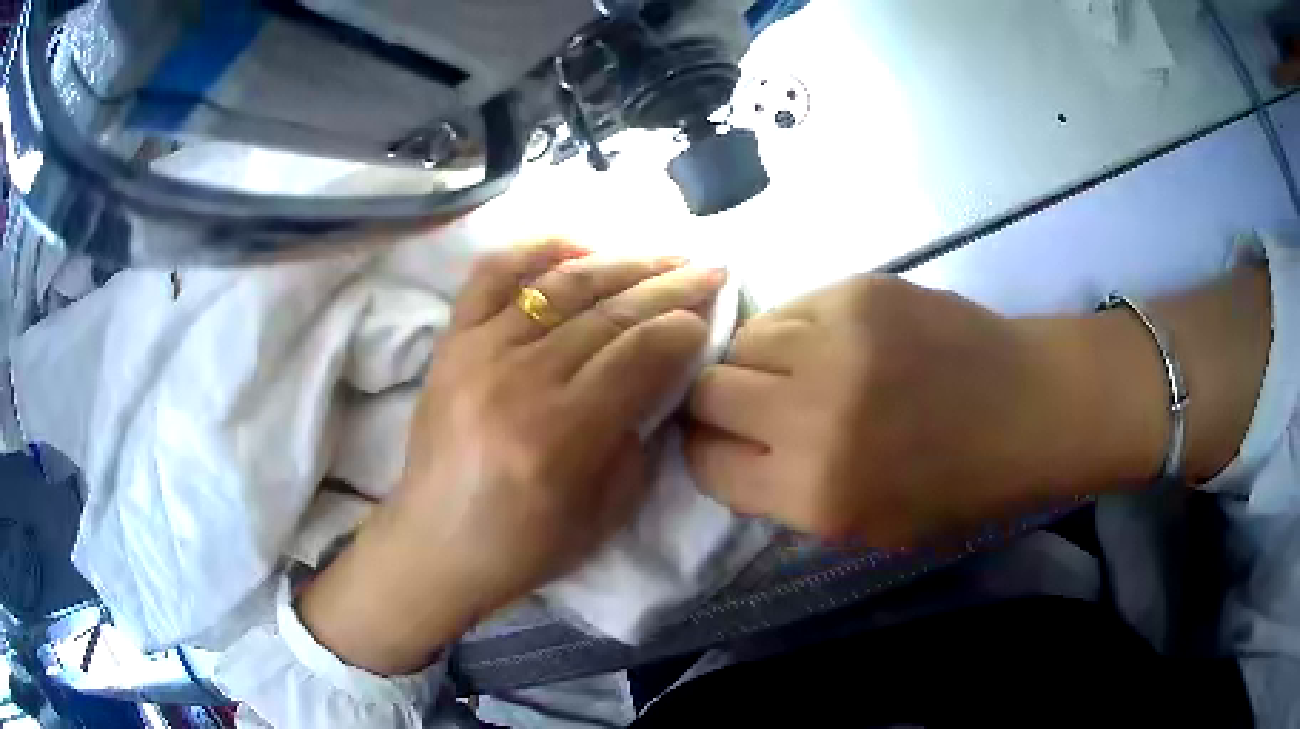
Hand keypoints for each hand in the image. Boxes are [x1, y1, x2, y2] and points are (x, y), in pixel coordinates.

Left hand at [302, 241, 724, 673]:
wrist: (437, 543)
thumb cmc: (526, 544)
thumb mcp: (609, 510)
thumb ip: (641, 434)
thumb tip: (663, 370)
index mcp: (562, 435)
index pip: (640, 354)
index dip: (684, 327)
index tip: (710, 314)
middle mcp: (519, 380)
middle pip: (610, 312)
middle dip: (669, 286)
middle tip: (708, 268)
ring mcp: (477, 352)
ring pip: (562, 285)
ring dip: (622, 262)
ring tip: (663, 255)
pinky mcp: (451, 342)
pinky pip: (492, 274)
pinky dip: (537, 249)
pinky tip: (579, 245)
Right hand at [685, 276, 1161, 546]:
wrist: (1029, 406)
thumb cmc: (959, 486)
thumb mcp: (868, 529)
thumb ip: (788, 498)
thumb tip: (734, 454)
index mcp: (815, 494)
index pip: (705, 464)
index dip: (708, 456)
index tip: (727, 449)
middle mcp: (811, 417)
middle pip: (705, 394)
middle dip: (716, 406)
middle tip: (753, 409)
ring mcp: (834, 343)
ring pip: (739, 343)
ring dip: (754, 364)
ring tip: (797, 373)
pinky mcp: (856, 292)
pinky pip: (787, 310)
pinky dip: (793, 331)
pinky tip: (829, 344)